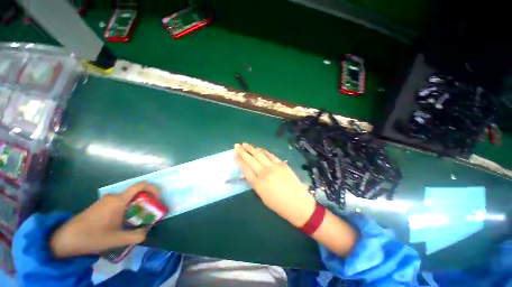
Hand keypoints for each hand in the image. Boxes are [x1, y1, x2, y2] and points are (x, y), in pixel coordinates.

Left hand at [49, 182, 159, 258]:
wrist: (65, 239)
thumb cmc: (93, 237)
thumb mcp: (117, 239)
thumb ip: (137, 235)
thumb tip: (147, 231)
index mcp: (119, 201)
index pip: (141, 185)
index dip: (153, 189)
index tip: (158, 199)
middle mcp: (113, 196)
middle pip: (136, 192)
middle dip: (145, 201)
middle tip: (149, 213)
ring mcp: (105, 200)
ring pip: (127, 198)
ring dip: (136, 206)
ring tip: (136, 219)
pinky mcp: (100, 205)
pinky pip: (119, 202)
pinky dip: (126, 208)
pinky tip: (121, 221)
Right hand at [234, 143, 315, 227]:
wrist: (298, 204)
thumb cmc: (279, 205)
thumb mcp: (263, 197)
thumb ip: (256, 184)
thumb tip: (252, 174)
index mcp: (258, 184)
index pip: (245, 169)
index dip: (239, 161)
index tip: (234, 154)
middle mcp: (264, 173)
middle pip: (251, 160)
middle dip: (242, 152)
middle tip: (237, 145)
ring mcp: (274, 167)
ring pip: (260, 155)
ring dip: (252, 148)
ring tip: (245, 144)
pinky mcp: (282, 164)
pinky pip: (271, 155)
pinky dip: (264, 151)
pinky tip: (259, 148)